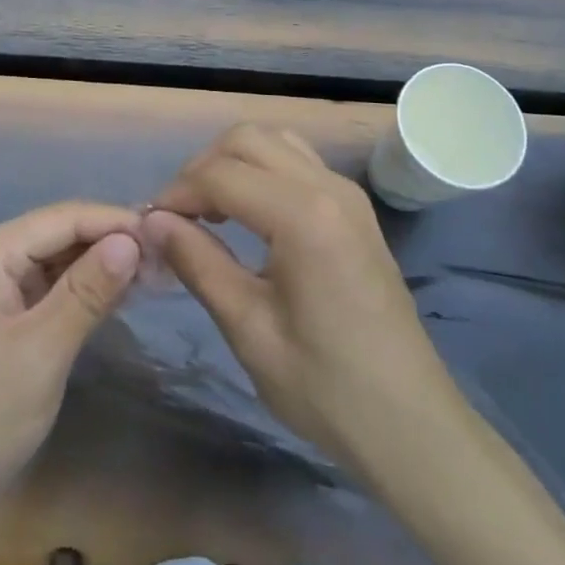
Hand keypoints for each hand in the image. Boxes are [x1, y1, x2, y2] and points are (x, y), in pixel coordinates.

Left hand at [0, 202, 142, 522]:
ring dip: (99, 266)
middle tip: (166, 258)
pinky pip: (44, 286)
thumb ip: (88, 290)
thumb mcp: (44, 351)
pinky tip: (117, 295)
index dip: (115, 221)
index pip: (62, 217)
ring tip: (152, 274)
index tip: (166, 233)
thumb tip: (133, 238)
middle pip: (58, 233)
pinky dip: (79, 290)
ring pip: (54, 260)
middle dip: (110, 243)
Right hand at [143, 124, 458, 473]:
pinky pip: (298, 161)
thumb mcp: (249, 329)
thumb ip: (198, 263)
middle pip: (247, 139)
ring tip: (211, 212)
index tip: (152, 226)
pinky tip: (249, 216)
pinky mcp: (355, 208)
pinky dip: (262, 171)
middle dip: (203, 168)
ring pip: (274, 141)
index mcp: (302, 215)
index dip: (177, 193)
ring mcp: (347, 192)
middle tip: (179, 217)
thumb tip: (153, 221)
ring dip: (234, 163)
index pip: (220, 173)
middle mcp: (327, 186)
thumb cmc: (326, 387)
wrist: (412, 425)